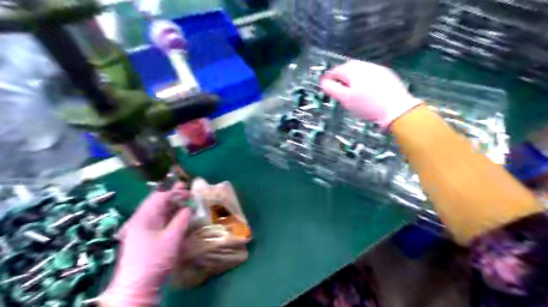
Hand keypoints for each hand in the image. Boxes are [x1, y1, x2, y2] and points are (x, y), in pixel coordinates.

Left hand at [100, 184, 190, 305]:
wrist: (136, 287)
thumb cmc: (154, 260)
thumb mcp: (172, 238)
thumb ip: (181, 220)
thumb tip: (189, 208)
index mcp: (142, 218)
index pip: (159, 197)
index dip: (175, 192)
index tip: (190, 191)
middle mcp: (139, 221)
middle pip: (156, 203)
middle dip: (172, 196)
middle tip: (186, 189)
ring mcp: (140, 231)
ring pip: (157, 212)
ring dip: (171, 206)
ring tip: (184, 201)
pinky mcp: (143, 239)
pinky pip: (157, 222)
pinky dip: (168, 217)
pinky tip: (176, 217)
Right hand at [322, 59, 419, 126]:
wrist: (397, 109)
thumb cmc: (368, 105)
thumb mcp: (346, 99)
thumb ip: (332, 89)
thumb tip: (323, 82)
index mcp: (353, 70)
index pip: (336, 70)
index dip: (329, 78)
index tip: (325, 85)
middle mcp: (365, 65)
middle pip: (348, 69)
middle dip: (341, 77)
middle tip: (337, 88)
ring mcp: (377, 69)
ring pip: (360, 71)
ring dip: (352, 78)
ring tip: (350, 90)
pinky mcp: (387, 75)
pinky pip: (370, 75)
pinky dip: (364, 81)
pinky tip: (365, 91)